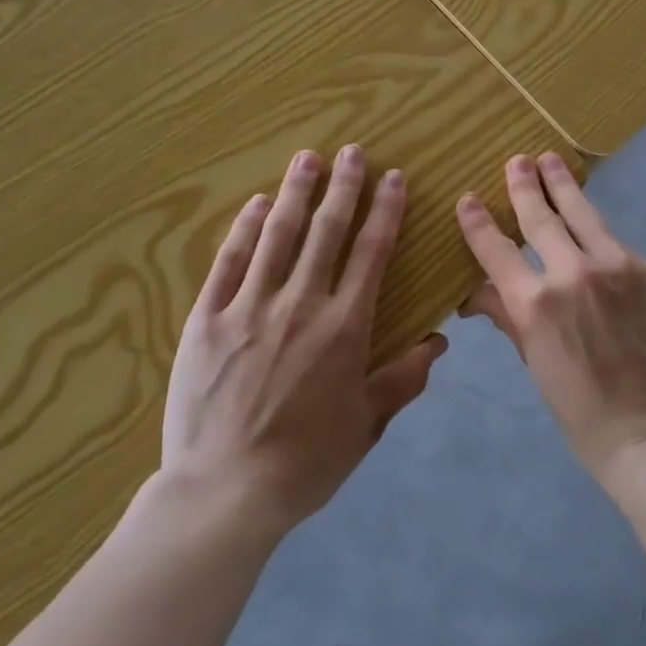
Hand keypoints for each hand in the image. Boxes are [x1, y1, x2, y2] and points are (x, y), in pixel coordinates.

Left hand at [157, 145, 446, 540]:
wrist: (222, 494)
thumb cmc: (304, 461)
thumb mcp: (365, 425)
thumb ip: (403, 379)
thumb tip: (438, 342)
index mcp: (343, 326)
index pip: (371, 252)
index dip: (385, 210)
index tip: (392, 177)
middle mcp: (300, 303)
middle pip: (326, 231)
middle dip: (342, 187)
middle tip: (351, 151)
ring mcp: (250, 307)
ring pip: (277, 235)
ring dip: (295, 193)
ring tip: (307, 158)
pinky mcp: (207, 319)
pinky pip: (229, 263)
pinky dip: (244, 229)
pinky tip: (254, 204)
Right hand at [456, 152, 645, 484]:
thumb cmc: (585, 413)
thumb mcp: (537, 366)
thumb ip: (510, 317)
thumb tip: (476, 292)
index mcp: (536, 305)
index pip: (497, 250)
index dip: (478, 223)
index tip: (468, 199)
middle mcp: (572, 273)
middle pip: (541, 218)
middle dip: (525, 186)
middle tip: (517, 161)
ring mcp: (616, 266)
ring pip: (582, 214)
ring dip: (563, 185)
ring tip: (551, 160)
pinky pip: (616, 242)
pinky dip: (598, 232)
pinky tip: (594, 226)